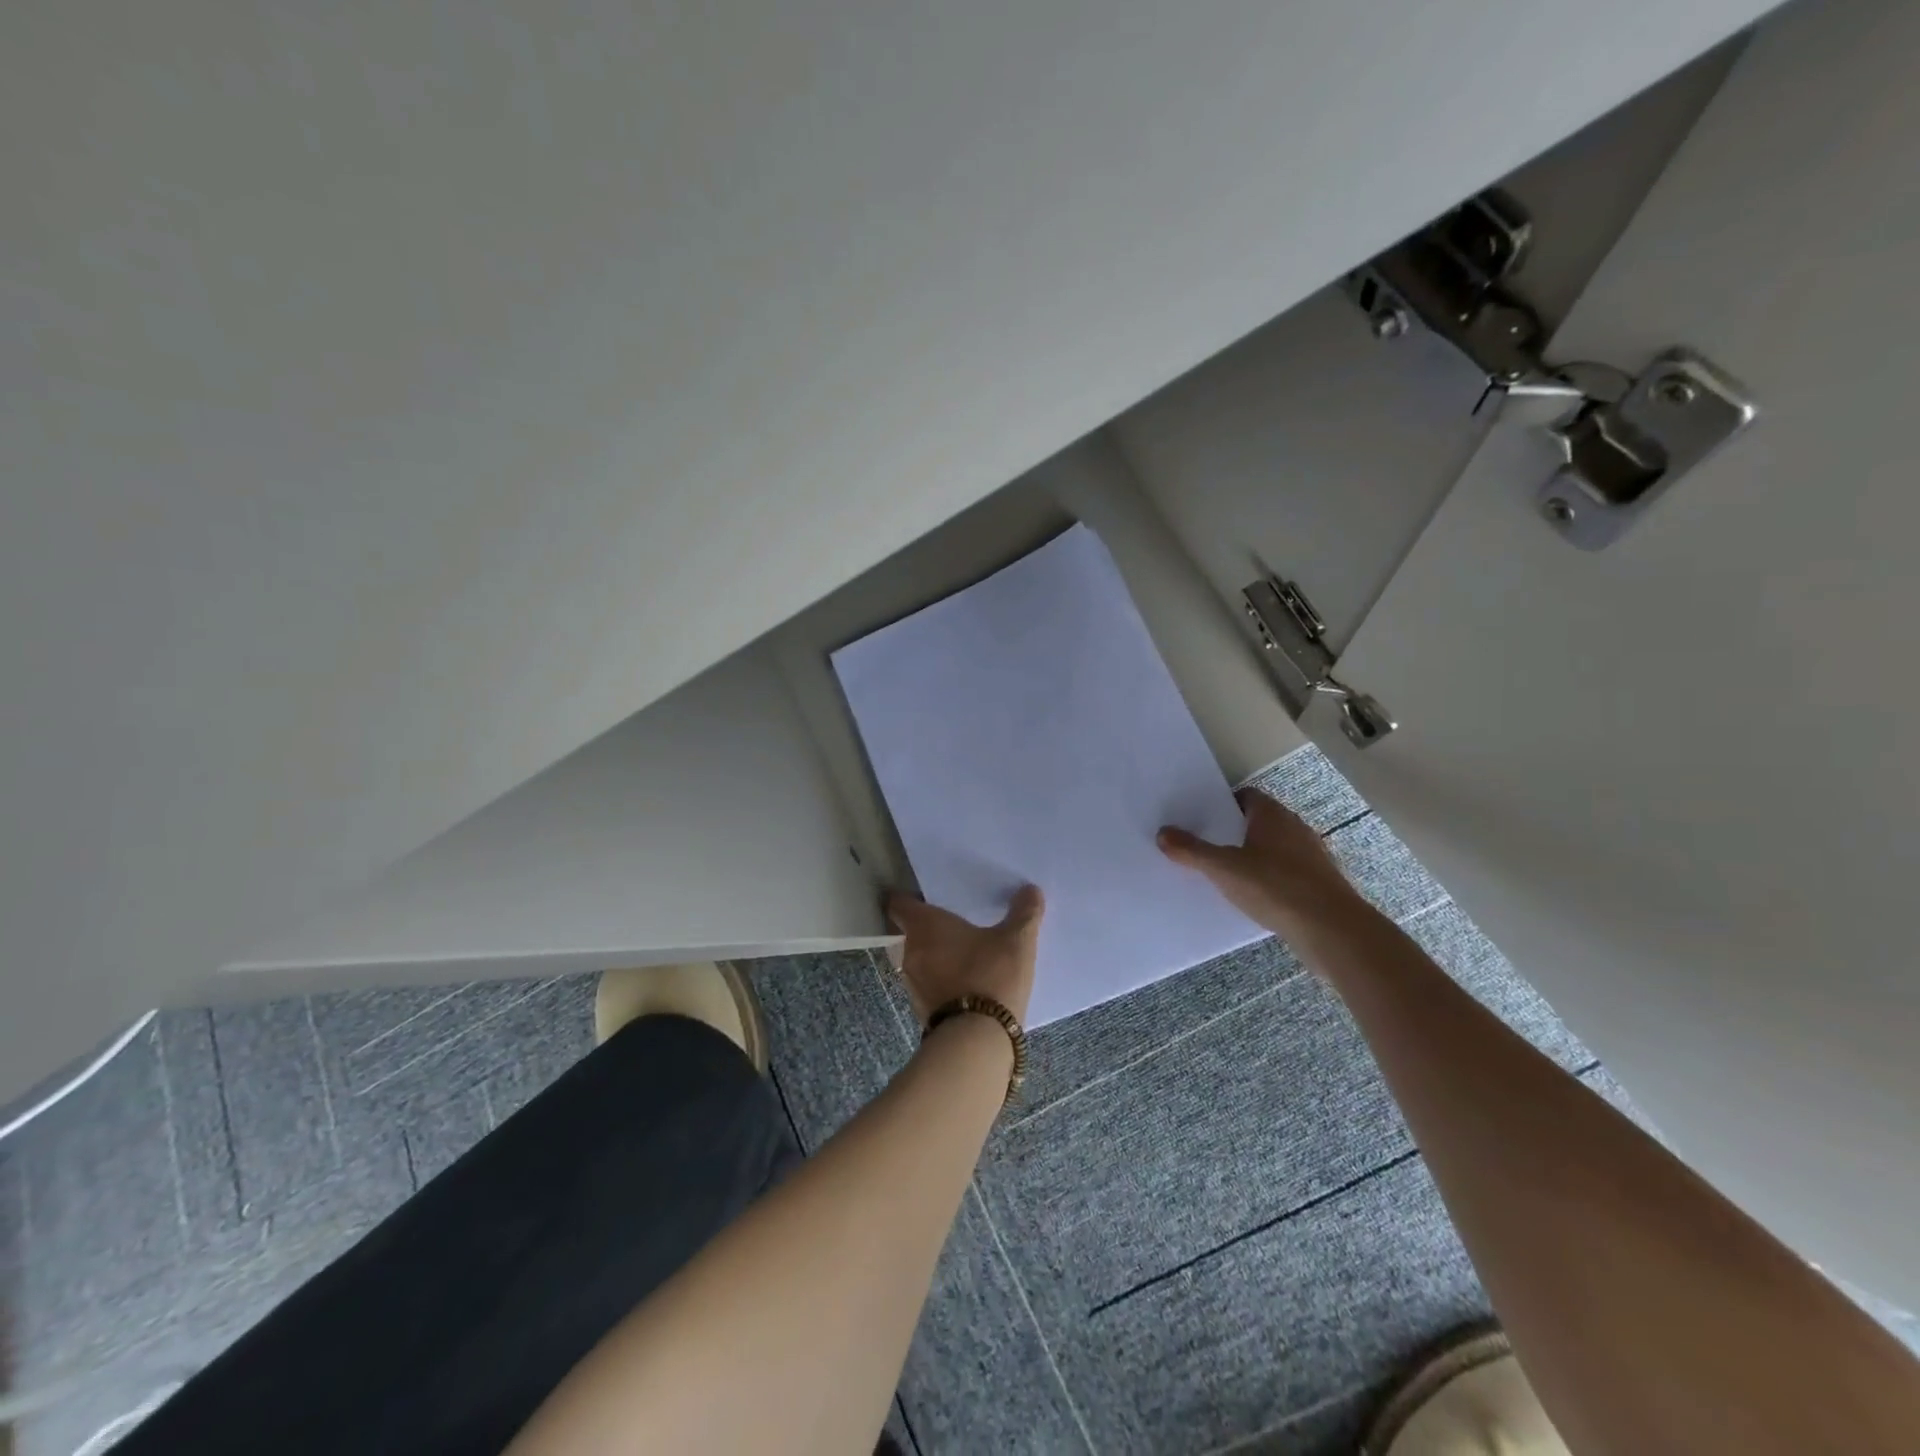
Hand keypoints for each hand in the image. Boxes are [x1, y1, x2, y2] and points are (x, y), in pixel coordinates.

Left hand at [884, 886, 1044, 1024]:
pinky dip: (942, 983)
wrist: (978, 1039)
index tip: (925, 897)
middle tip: (955, 926)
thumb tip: (1031, 890)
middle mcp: (909, 951)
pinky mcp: (921, 1011)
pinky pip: (929, 986)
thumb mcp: (1016, 941)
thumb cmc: (991, 975)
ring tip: (963, 957)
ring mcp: (912, 984)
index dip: (909, 898)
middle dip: (929, 930)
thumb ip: (1024, 913)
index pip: (899, 904)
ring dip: (935, 958)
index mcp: (924, 926)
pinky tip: (966, 986)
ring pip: (919, 961)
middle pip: (910, 933)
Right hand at [1157, 789, 1366, 940]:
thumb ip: (1192, 851)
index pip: (1246, 796)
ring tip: (1225, 873)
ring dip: (1253, 856)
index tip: (1201, 818)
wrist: (1332, 930)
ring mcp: (1312, 856)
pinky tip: (1254, 897)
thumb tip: (1163, 832)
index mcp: (1273, 815)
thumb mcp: (1224, 869)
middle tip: (1205, 845)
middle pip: (1259, 821)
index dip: (1223, 804)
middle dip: (1234, 831)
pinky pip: (1287, 872)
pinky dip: (1269, 879)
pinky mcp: (1320, 883)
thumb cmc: (1275, 887)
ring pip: (1274, 848)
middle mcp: (1295, 828)